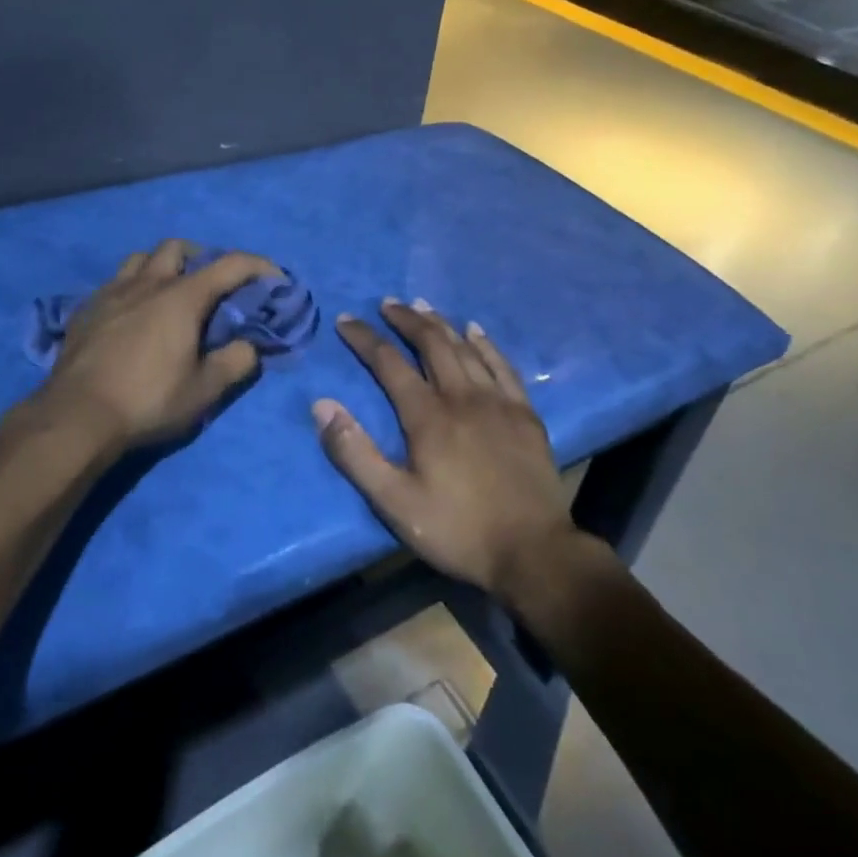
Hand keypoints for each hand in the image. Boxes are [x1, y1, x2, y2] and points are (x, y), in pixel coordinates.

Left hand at [35, 239, 278, 456]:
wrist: (77, 415)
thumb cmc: (148, 400)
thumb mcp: (204, 390)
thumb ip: (235, 362)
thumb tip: (249, 346)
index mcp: (181, 297)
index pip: (230, 264)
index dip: (258, 266)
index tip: (274, 278)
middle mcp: (147, 283)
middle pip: (177, 248)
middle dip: (201, 256)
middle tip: (212, 283)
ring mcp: (112, 292)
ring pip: (141, 259)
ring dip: (162, 266)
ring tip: (169, 292)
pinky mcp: (87, 309)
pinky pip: (115, 282)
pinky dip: (133, 287)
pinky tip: (132, 314)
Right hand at [314, 299, 577, 599]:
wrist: (534, 553)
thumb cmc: (458, 530)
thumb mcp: (394, 502)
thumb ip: (355, 453)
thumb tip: (322, 406)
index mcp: (428, 416)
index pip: (389, 363)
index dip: (364, 339)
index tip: (345, 320)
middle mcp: (462, 397)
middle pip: (431, 344)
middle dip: (405, 320)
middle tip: (387, 303)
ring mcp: (498, 402)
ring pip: (466, 348)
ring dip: (441, 324)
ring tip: (422, 306)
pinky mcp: (525, 414)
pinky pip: (503, 365)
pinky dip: (486, 344)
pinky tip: (476, 331)